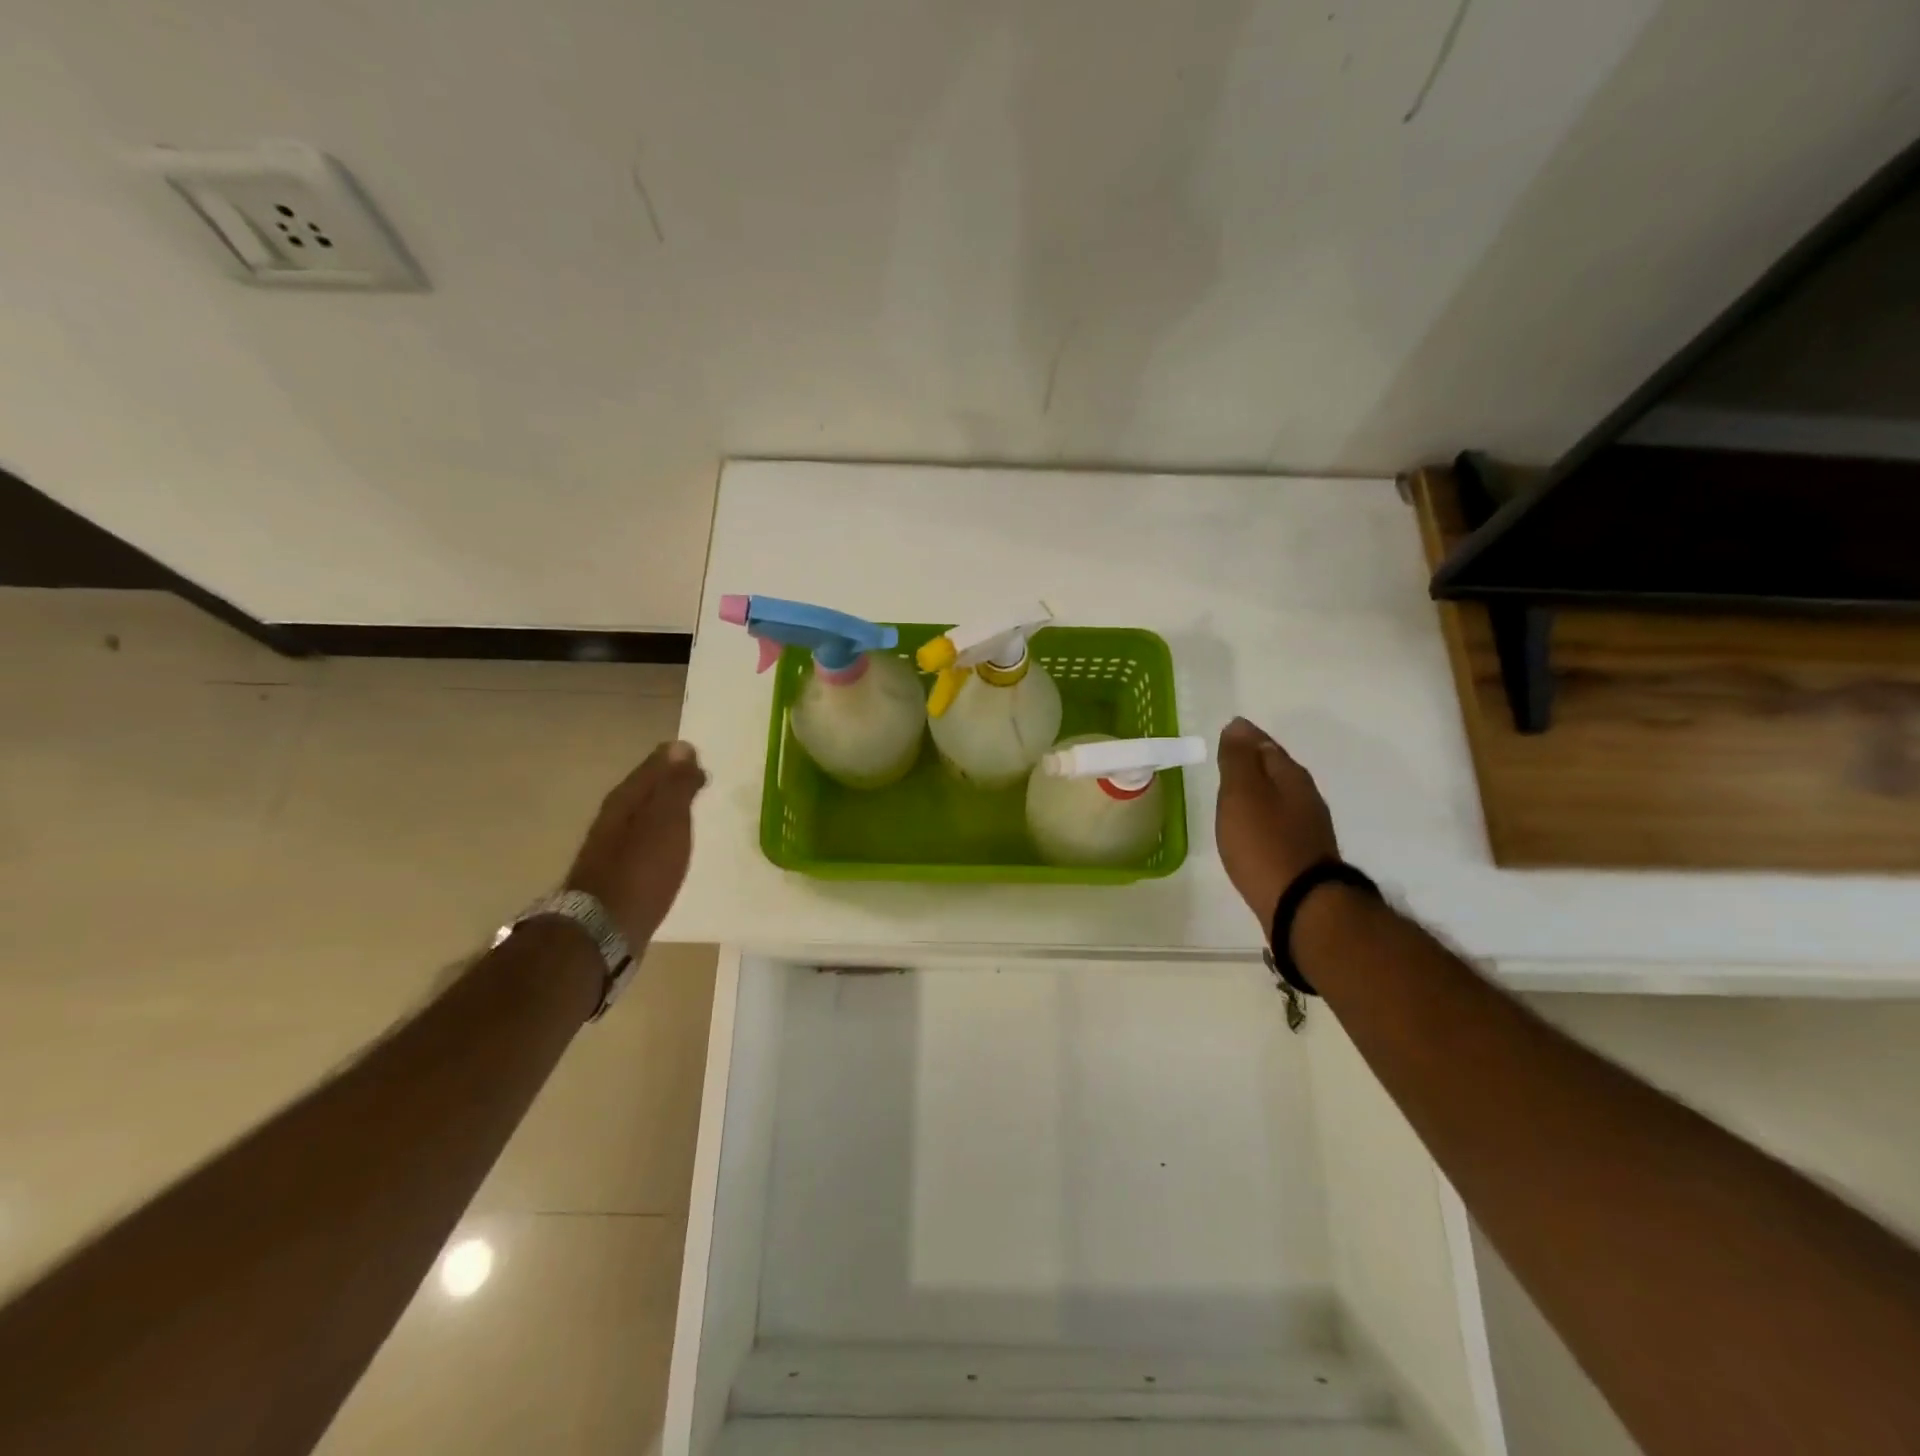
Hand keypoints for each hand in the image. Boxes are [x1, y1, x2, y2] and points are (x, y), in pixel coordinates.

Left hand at [565, 741, 707, 950]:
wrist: (603, 928)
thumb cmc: (641, 870)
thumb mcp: (667, 821)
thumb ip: (676, 785)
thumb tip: (682, 748)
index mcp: (626, 799)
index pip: (654, 766)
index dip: (677, 760)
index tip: (701, 759)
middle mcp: (614, 818)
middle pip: (645, 790)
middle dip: (670, 783)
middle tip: (699, 781)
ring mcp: (611, 847)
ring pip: (644, 816)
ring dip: (665, 811)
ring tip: (689, 812)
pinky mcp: (618, 874)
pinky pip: (644, 842)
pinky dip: (660, 836)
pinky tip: (672, 847)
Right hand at [1215, 718, 1338, 925]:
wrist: (1300, 905)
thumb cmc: (1264, 843)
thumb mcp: (1242, 794)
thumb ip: (1238, 759)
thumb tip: (1238, 725)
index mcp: (1290, 777)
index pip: (1266, 745)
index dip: (1245, 738)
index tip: (1227, 735)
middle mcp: (1305, 797)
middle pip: (1277, 770)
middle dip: (1255, 763)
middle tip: (1229, 760)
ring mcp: (1308, 828)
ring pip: (1280, 797)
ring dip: (1260, 792)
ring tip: (1236, 795)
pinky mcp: (1304, 855)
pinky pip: (1279, 823)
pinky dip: (1264, 818)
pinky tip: (1252, 829)